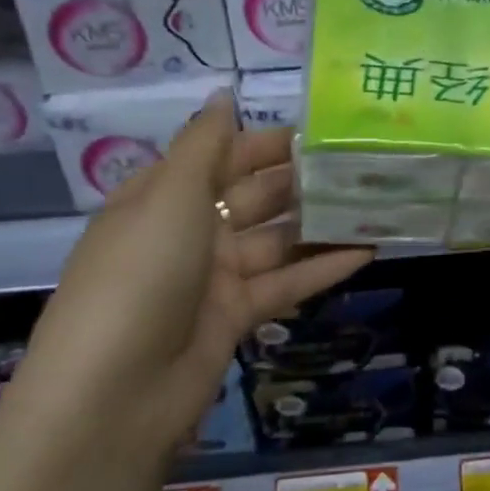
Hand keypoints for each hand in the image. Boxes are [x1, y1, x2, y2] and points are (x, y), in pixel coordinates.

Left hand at [14, 93, 372, 466]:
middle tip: (363, 164)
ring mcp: (214, 276)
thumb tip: (222, 94)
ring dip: (321, 224)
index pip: (222, 156)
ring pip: (278, 240)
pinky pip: (286, 283)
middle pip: (255, 196)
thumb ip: (205, 144)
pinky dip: (323, 268)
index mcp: (164, 196)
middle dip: (304, 180)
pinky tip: (368, 251)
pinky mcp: (236, 316)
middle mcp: (189, 231)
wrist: (113, 396)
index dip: (268, 142)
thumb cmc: (140, 275)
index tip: (323, 131)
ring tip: (375, 203)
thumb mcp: (170, 197)